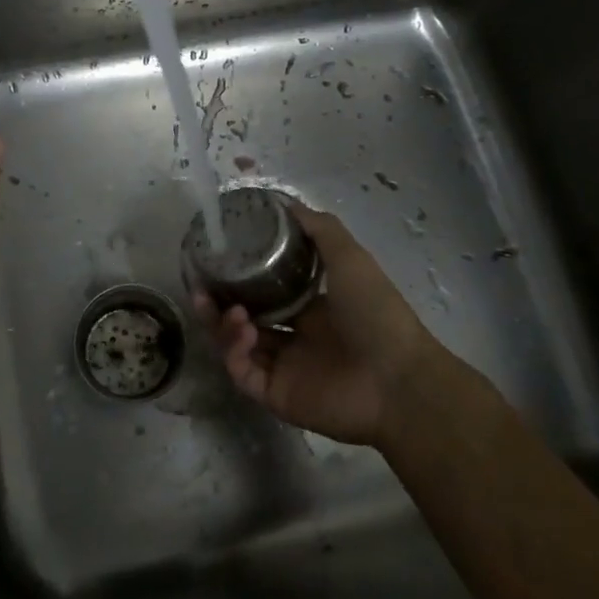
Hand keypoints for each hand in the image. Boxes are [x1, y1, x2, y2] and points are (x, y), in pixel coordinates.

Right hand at [198, 205, 450, 447]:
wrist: (397, 379)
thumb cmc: (376, 313)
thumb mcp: (350, 257)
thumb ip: (319, 229)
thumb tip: (284, 201)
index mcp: (311, 309)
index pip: (263, 293)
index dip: (238, 280)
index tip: (216, 262)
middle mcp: (294, 338)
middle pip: (242, 320)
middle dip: (217, 304)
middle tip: (200, 289)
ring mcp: (283, 369)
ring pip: (236, 346)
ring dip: (223, 325)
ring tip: (230, 311)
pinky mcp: (275, 396)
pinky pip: (242, 373)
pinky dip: (235, 352)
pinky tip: (245, 333)